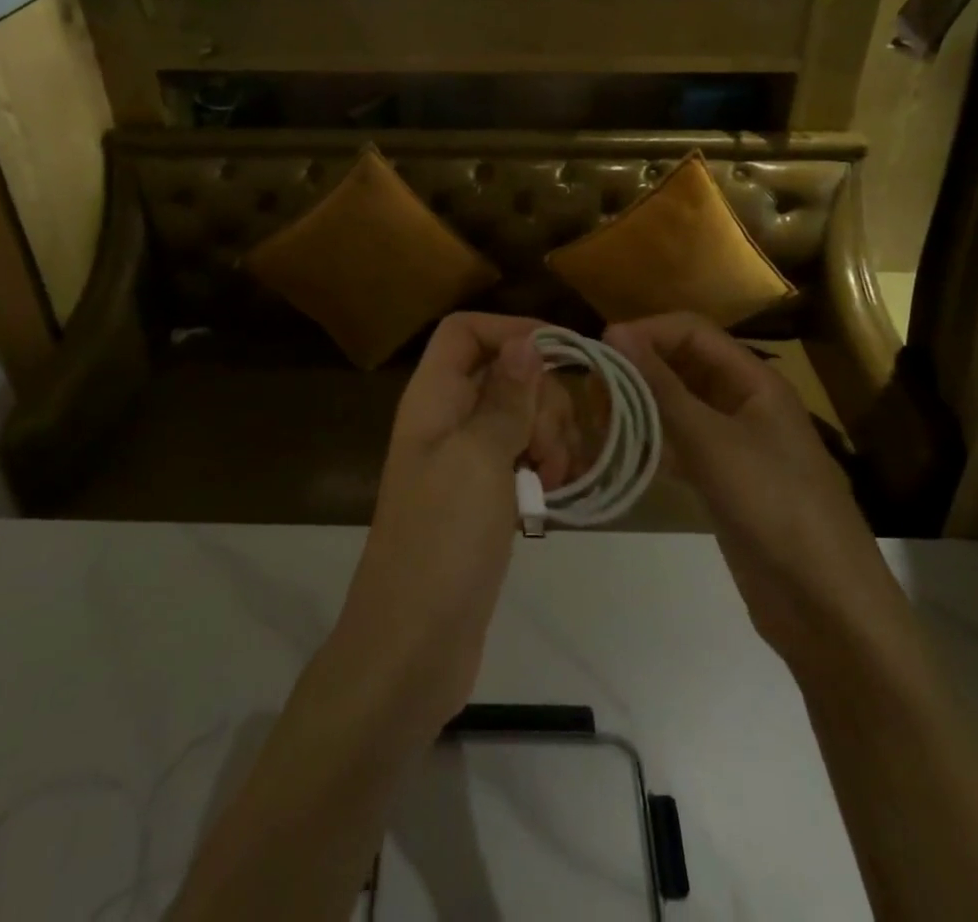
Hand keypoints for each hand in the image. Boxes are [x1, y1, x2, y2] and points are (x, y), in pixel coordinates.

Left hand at [334, 314, 573, 723]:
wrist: (413, 646)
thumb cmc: (442, 541)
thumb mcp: (478, 458)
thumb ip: (505, 397)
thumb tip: (526, 341)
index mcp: (432, 398)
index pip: (466, 332)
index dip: (512, 332)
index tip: (565, 357)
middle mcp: (446, 420)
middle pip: (504, 373)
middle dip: (542, 398)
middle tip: (551, 447)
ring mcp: (464, 462)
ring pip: (520, 417)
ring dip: (550, 436)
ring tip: (555, 479)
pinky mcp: (482, 499)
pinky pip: (521, 459)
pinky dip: (544, 466)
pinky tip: (556, 494)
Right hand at [604, 313, 881, 663]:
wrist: (825, 605)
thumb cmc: (773, 505)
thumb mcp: (713, 441)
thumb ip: (662, 387)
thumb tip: (617, 333)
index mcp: (754, 381)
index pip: (692, 332)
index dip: (648, 332)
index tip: (601, 349)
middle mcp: (744, 403)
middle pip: (685, 365)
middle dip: (640, 368)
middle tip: (593, 388)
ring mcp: (735, 444)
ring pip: (680, 406)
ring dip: (641, 404)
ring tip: (598, 416)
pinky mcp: (724, 481)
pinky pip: (682, 444)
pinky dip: (652, 440)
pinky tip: (623, 451)